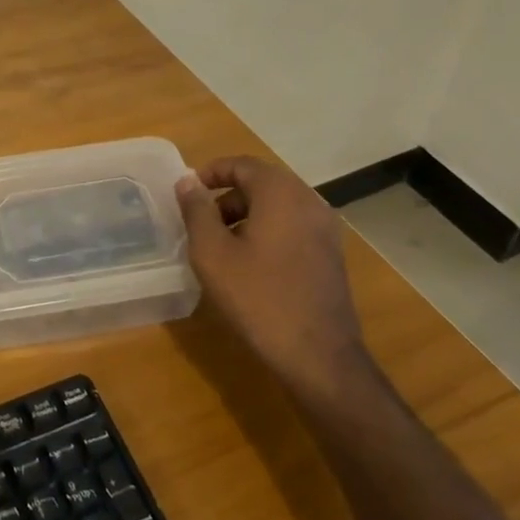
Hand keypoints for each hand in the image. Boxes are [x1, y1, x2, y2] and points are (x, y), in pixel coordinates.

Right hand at [175, 156, 371, 406]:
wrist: (318, 355)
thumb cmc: (258, 298)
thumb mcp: (213, 253)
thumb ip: (197, 211)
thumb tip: (187, 181)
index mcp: (281, 193)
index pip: (242, 165)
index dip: (211, 172)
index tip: (187, 192)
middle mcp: (309, 201)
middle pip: (262, 183)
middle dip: (227, 196)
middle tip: (200, 221)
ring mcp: (325, 229)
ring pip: (278, 206)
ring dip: (246, 215)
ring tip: (221, 245)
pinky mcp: (331, 254)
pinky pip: (293, 226)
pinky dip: (268, 231)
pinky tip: (250, 264)